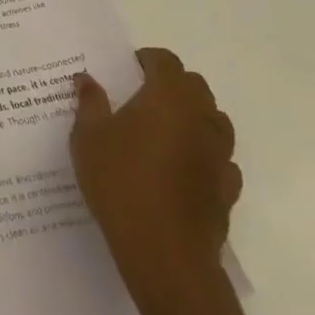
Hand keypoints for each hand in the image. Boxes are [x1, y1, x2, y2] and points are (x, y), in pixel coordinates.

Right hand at [71, 48, 239, 304]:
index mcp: (168, 96)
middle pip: (195, 86)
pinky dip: (204, 154)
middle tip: (141, 97)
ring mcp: (220, 155)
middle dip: (172, 84)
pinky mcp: (228, 190)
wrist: (165, 254)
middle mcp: (201, 118)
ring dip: (193, 117)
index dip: (147, 59)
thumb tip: (86, 78)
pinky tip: (181, 169)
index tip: (126, 70)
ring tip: (162, 132)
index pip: (166, 60)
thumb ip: (90, 101)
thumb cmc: (121, 182)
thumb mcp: (88, 136)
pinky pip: (221, 159)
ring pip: (214, 121)